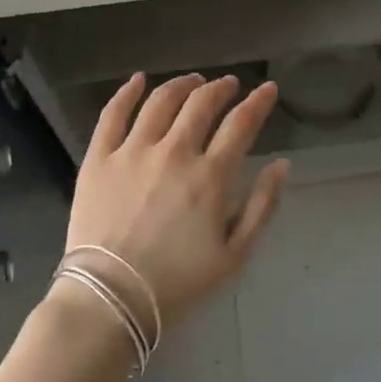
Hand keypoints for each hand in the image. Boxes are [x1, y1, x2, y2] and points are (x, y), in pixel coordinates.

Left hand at [63, 73, 290, 334]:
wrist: (110, 301)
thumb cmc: (178, 284)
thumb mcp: (234, 256)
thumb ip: (262, 207)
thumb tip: (281, 164)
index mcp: (210, 176)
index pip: (241, 124)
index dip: (258, 102)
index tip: (268, 89)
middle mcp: (174, 152)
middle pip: (202, 103)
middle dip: (221, 88)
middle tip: (229, 85)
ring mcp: (132, 151)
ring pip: (161, 101)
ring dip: (183, 84)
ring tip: (193, 81)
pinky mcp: (98, 158)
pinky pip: (113, 114)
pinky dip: (127, 92)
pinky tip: (139, 80)